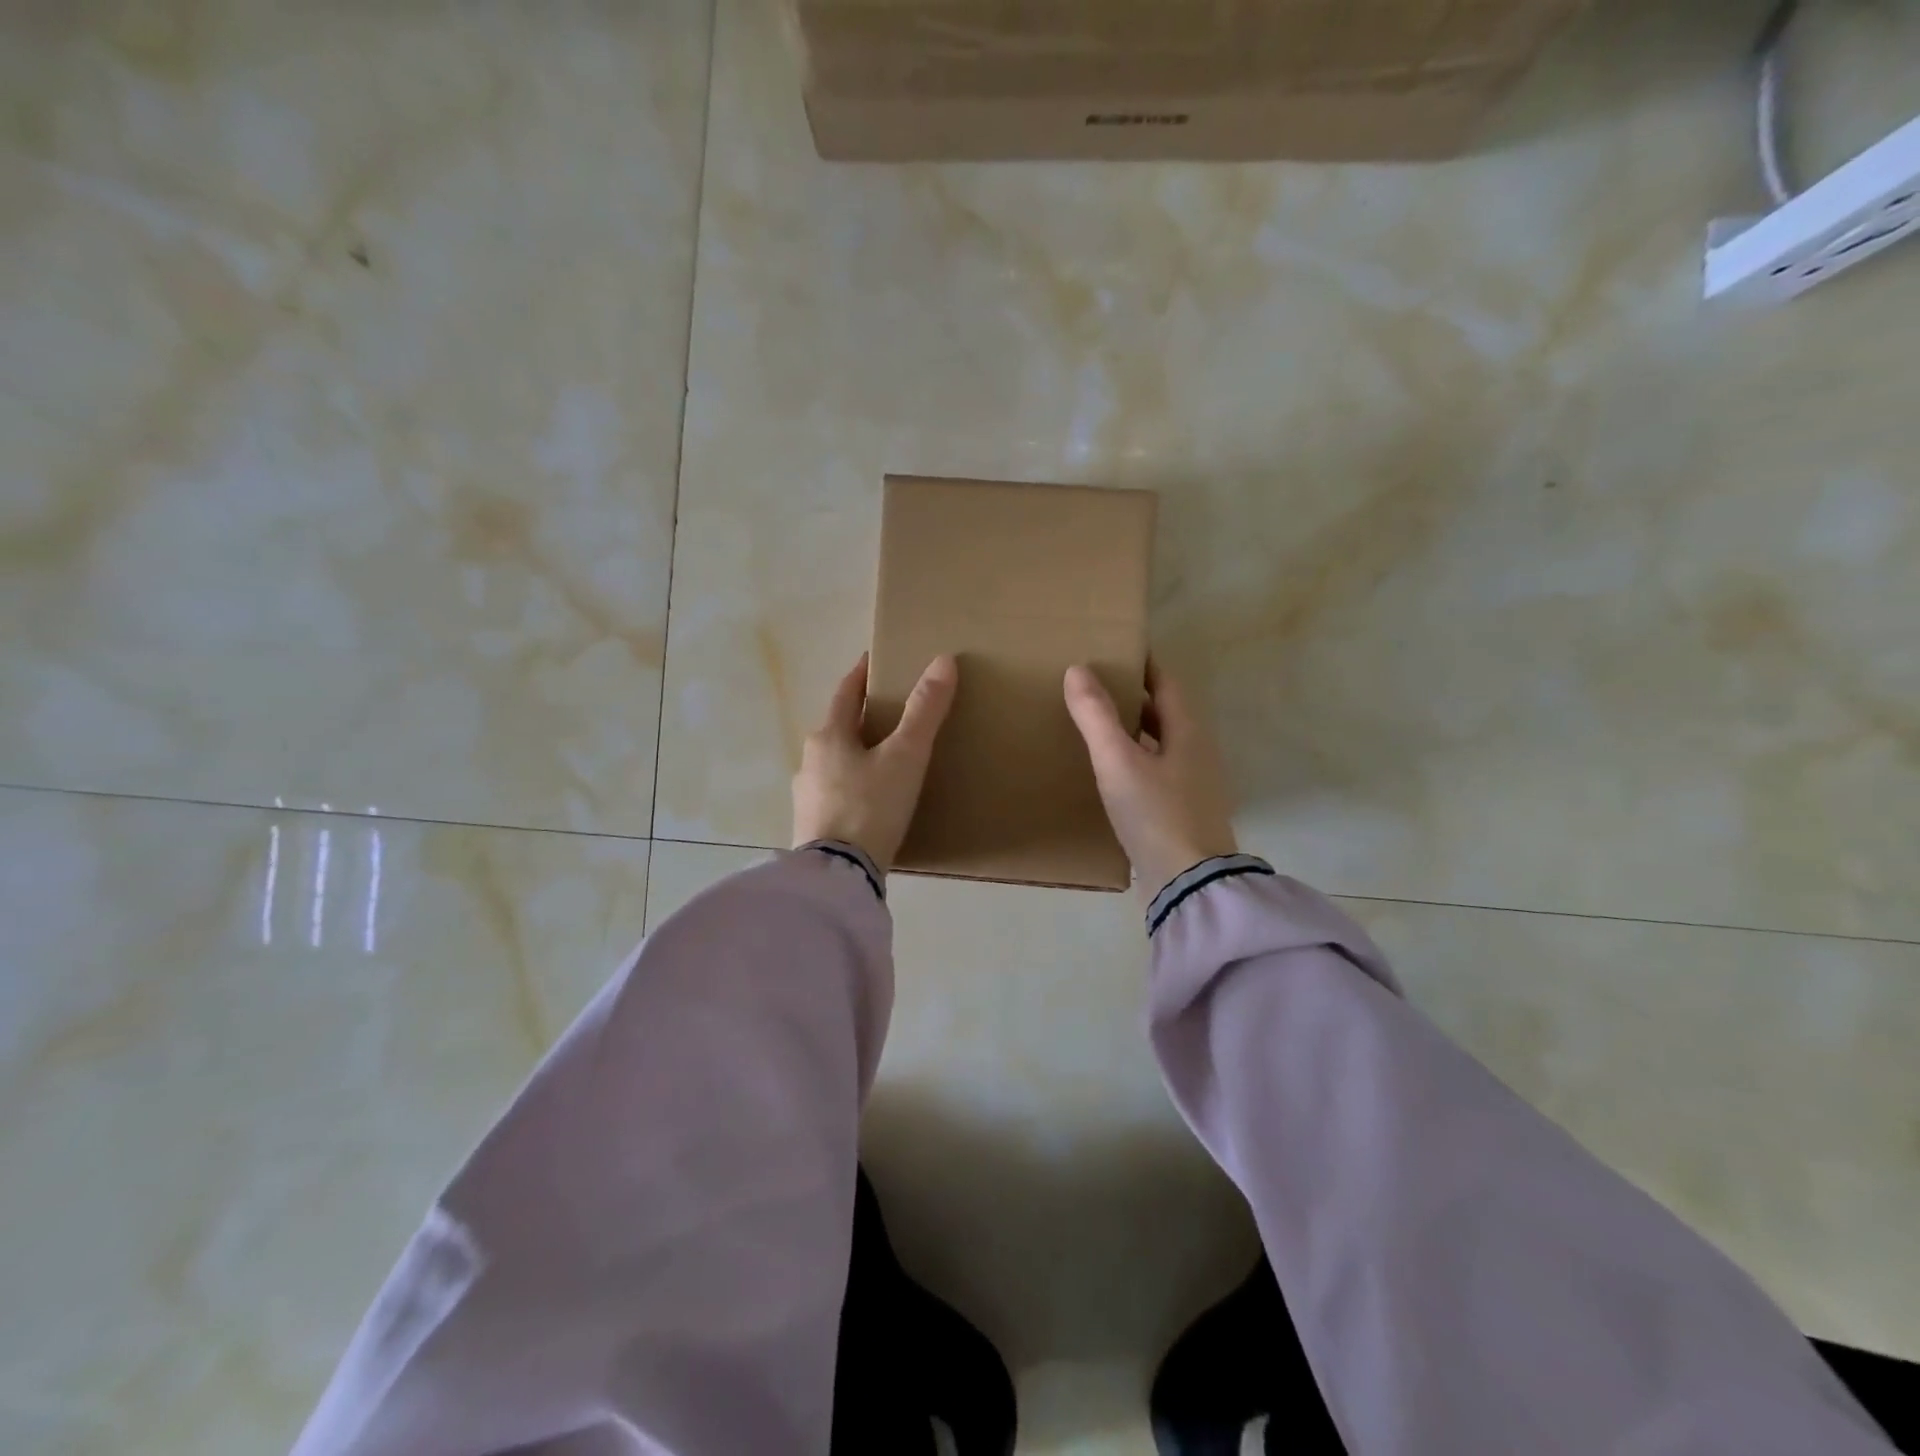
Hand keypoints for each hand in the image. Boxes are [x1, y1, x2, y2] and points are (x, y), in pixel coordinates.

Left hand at [793, 653, 958, 869]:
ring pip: (834, 763)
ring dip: (854, 754)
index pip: (845, 694)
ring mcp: (806, 796)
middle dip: (859, 718)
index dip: (861, 676)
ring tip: (882, 759)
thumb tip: (943, 661)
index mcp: (828, 736)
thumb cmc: (871, 806)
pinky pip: (834, 794)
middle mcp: (809, 760)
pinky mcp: (811, 826)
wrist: (839, 875)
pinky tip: (868, 801)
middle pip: (837, 729)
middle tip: (888, 713)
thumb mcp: (905, 756)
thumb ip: (925, 711)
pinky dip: (851, 786)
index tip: (872, 661)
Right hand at [1064, 661, 1238, 897]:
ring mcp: (1192, 787)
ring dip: (1133, 732)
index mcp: (1188, 733)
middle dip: (1134, 698)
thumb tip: (1077, 670)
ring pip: (1159, 746)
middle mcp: (1196, 754)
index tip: (1116, 651)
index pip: (1166, 685)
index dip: (1143, 666)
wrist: (1189, 884)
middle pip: (1165, 715)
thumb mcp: (1119, 761)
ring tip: (1096, 727)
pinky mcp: (1181, 814)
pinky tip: (1109, 774)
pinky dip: (1133, 763)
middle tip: (1095, 687)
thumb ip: (1096, 716)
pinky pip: (1155, 774)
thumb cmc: (1156, 814)